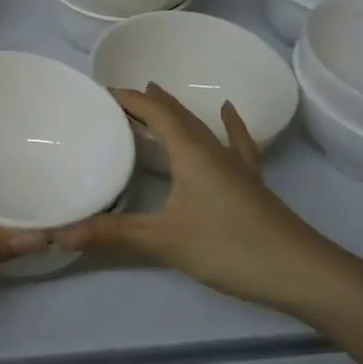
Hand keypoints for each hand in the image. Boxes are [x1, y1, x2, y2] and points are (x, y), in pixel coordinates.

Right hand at [58, 85, 358, 317]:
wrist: (301, 271)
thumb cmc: (230, 247)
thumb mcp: (165, 241)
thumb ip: (113, 234)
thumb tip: (61, 234)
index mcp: (190, 152)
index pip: (154, 112)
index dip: (128, 99)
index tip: (100, 92)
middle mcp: (213, 149)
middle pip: (176, 115)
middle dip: (147, 103)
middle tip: (118, 99)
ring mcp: (236, 164)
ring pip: (201, 126)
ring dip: (176, 112)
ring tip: (157, 99)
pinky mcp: (251, 182)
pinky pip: (235, 142)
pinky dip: (227, 125)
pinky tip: (228, 112)